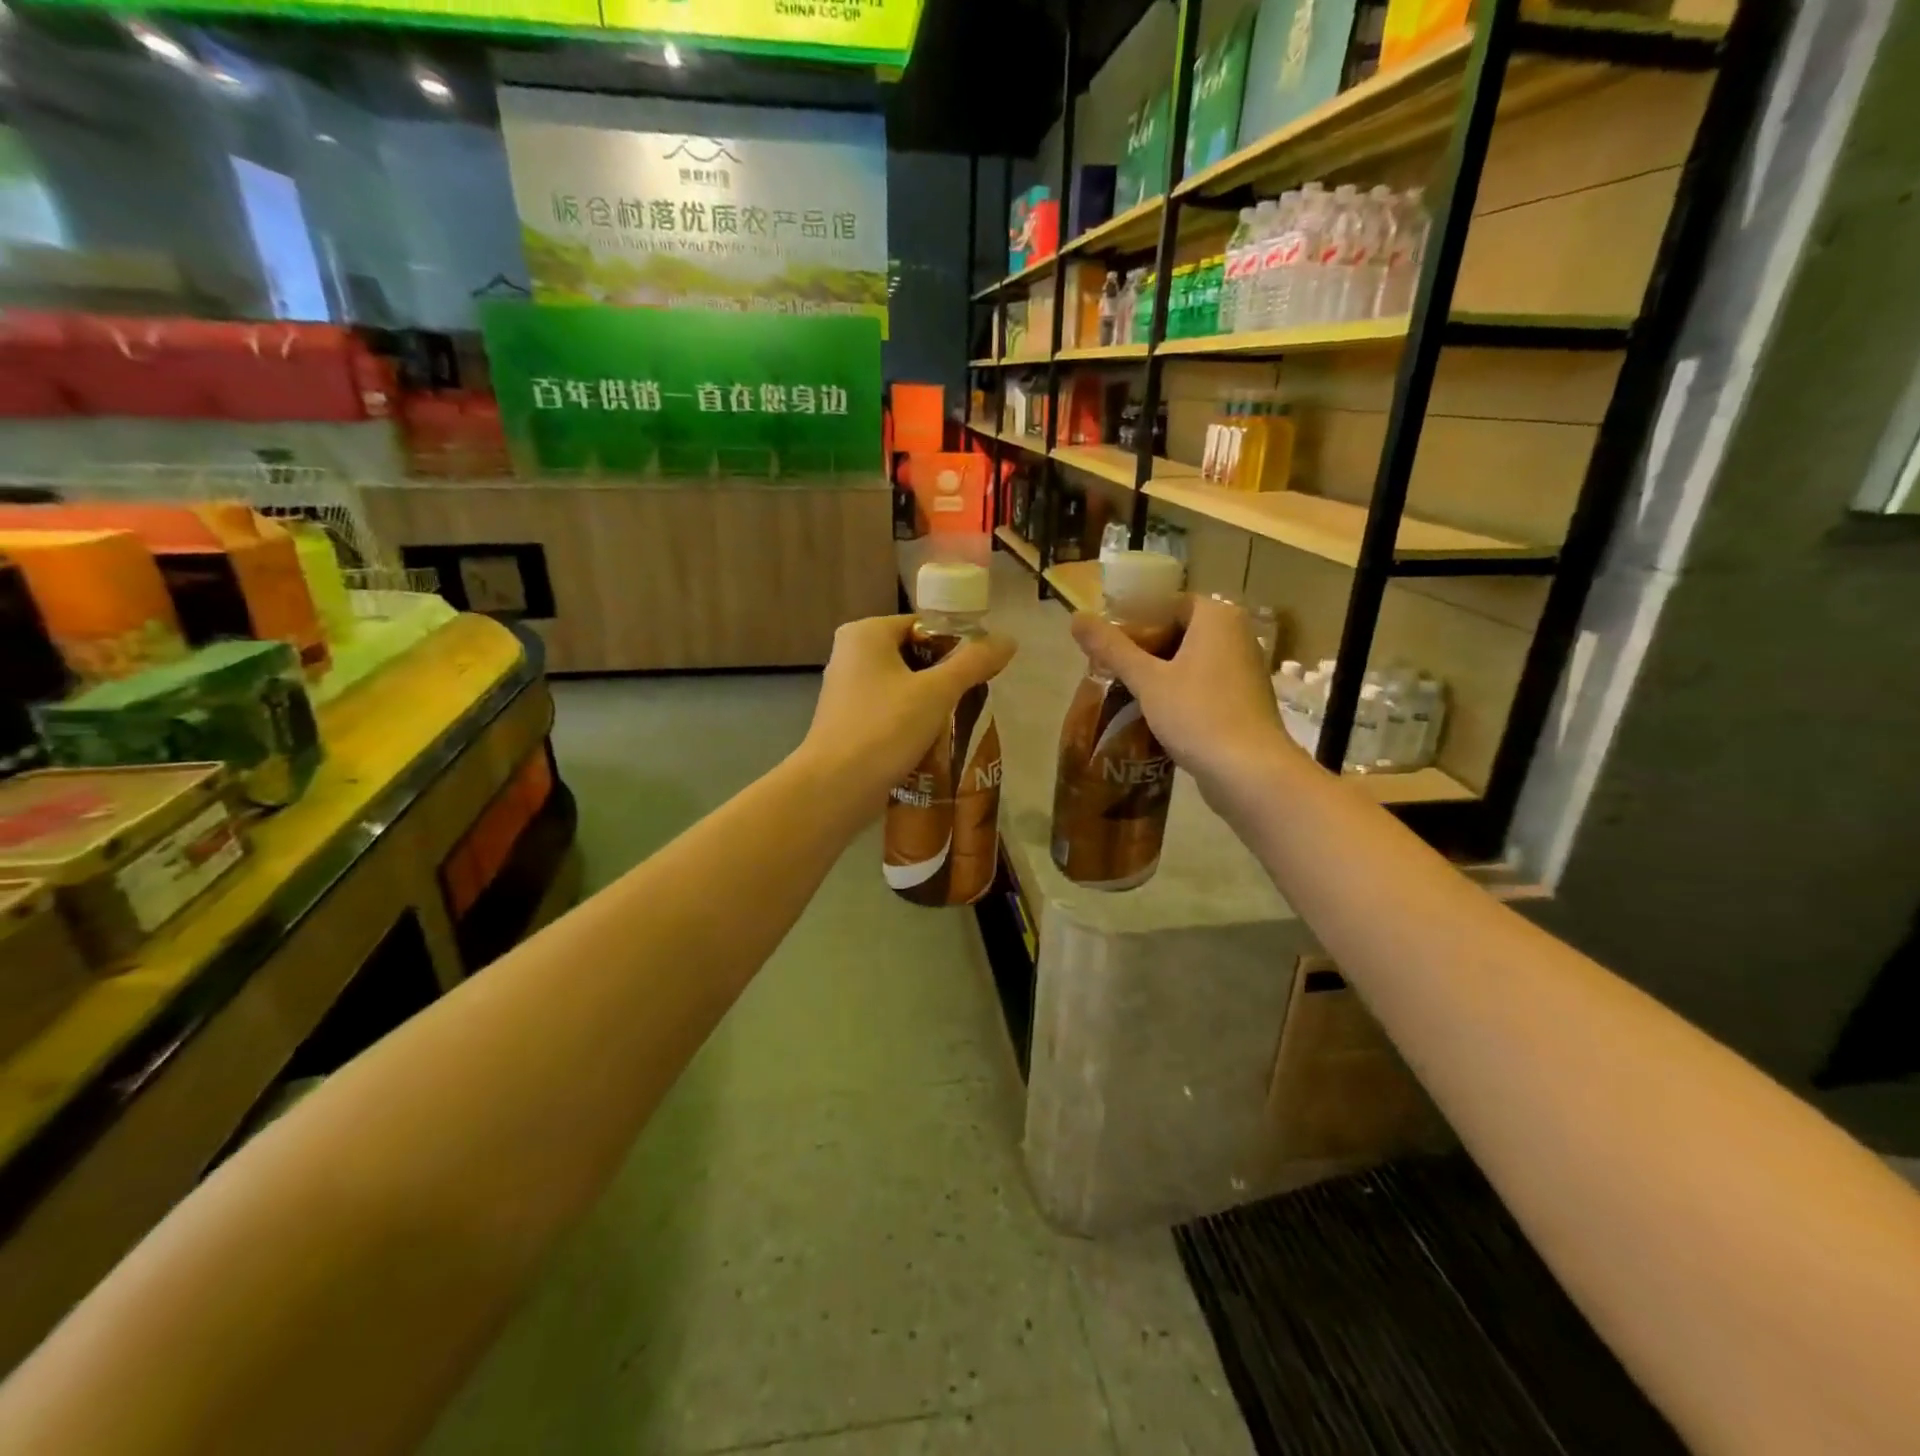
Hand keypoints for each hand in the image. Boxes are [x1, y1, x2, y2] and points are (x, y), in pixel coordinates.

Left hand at [798, 614, 1017, 811]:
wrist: (836, 787)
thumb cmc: (885, 728)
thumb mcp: (937, 692)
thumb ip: (974, 662)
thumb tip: (1009, 639)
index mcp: (866, 632)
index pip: (923, 625)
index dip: (956, 644)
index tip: (981, 670)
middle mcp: (850, 653)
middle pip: (913, 654)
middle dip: (945, 675)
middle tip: (974, 696)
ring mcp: (846, 689)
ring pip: (902, 684)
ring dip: (930, 700)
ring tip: (959, 719)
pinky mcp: (847, 720)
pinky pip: (889, 709)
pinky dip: (910, 719)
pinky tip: (932, 739)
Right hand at [1069, 594, 1293, 812]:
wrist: (1250, 771)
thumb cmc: (1197, 714)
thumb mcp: (1146, 679)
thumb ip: (1111, 647)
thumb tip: (1076, 618)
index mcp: (1216, 616)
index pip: (1166, 604)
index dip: (1132, 622)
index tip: (1105, 644)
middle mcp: (1237, 634)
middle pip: (1178, 631)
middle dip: (1143, 649)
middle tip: (1109, 669)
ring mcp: (1244, 668)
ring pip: (1190, 659)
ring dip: (1159, 672)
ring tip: (1125, 690)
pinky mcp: (1244, 699)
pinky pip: (1203, 683)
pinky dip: (1179, 691)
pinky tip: (1154, 712)